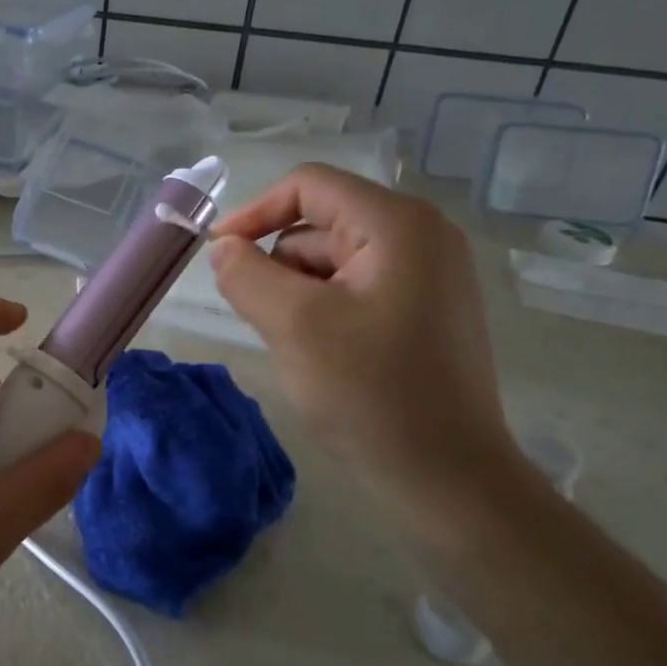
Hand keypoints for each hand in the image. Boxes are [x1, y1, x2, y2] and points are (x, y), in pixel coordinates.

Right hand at [207, 164, 516, 501]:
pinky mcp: (425, 311)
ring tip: (293, 343)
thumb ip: (245, 274)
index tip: (218, 255)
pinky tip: (320, 354)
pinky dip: (322, 310)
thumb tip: (224, 249)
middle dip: (278, 263)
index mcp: (397, 224)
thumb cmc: (371, 394)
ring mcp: (428, 275)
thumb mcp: (293, 325)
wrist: (448, 478)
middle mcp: (421, 236)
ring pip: (333, 260)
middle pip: (321, 224)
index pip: (308, 186)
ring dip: (298, 292)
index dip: (254, 212)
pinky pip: (355, 289)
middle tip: (258, 316)